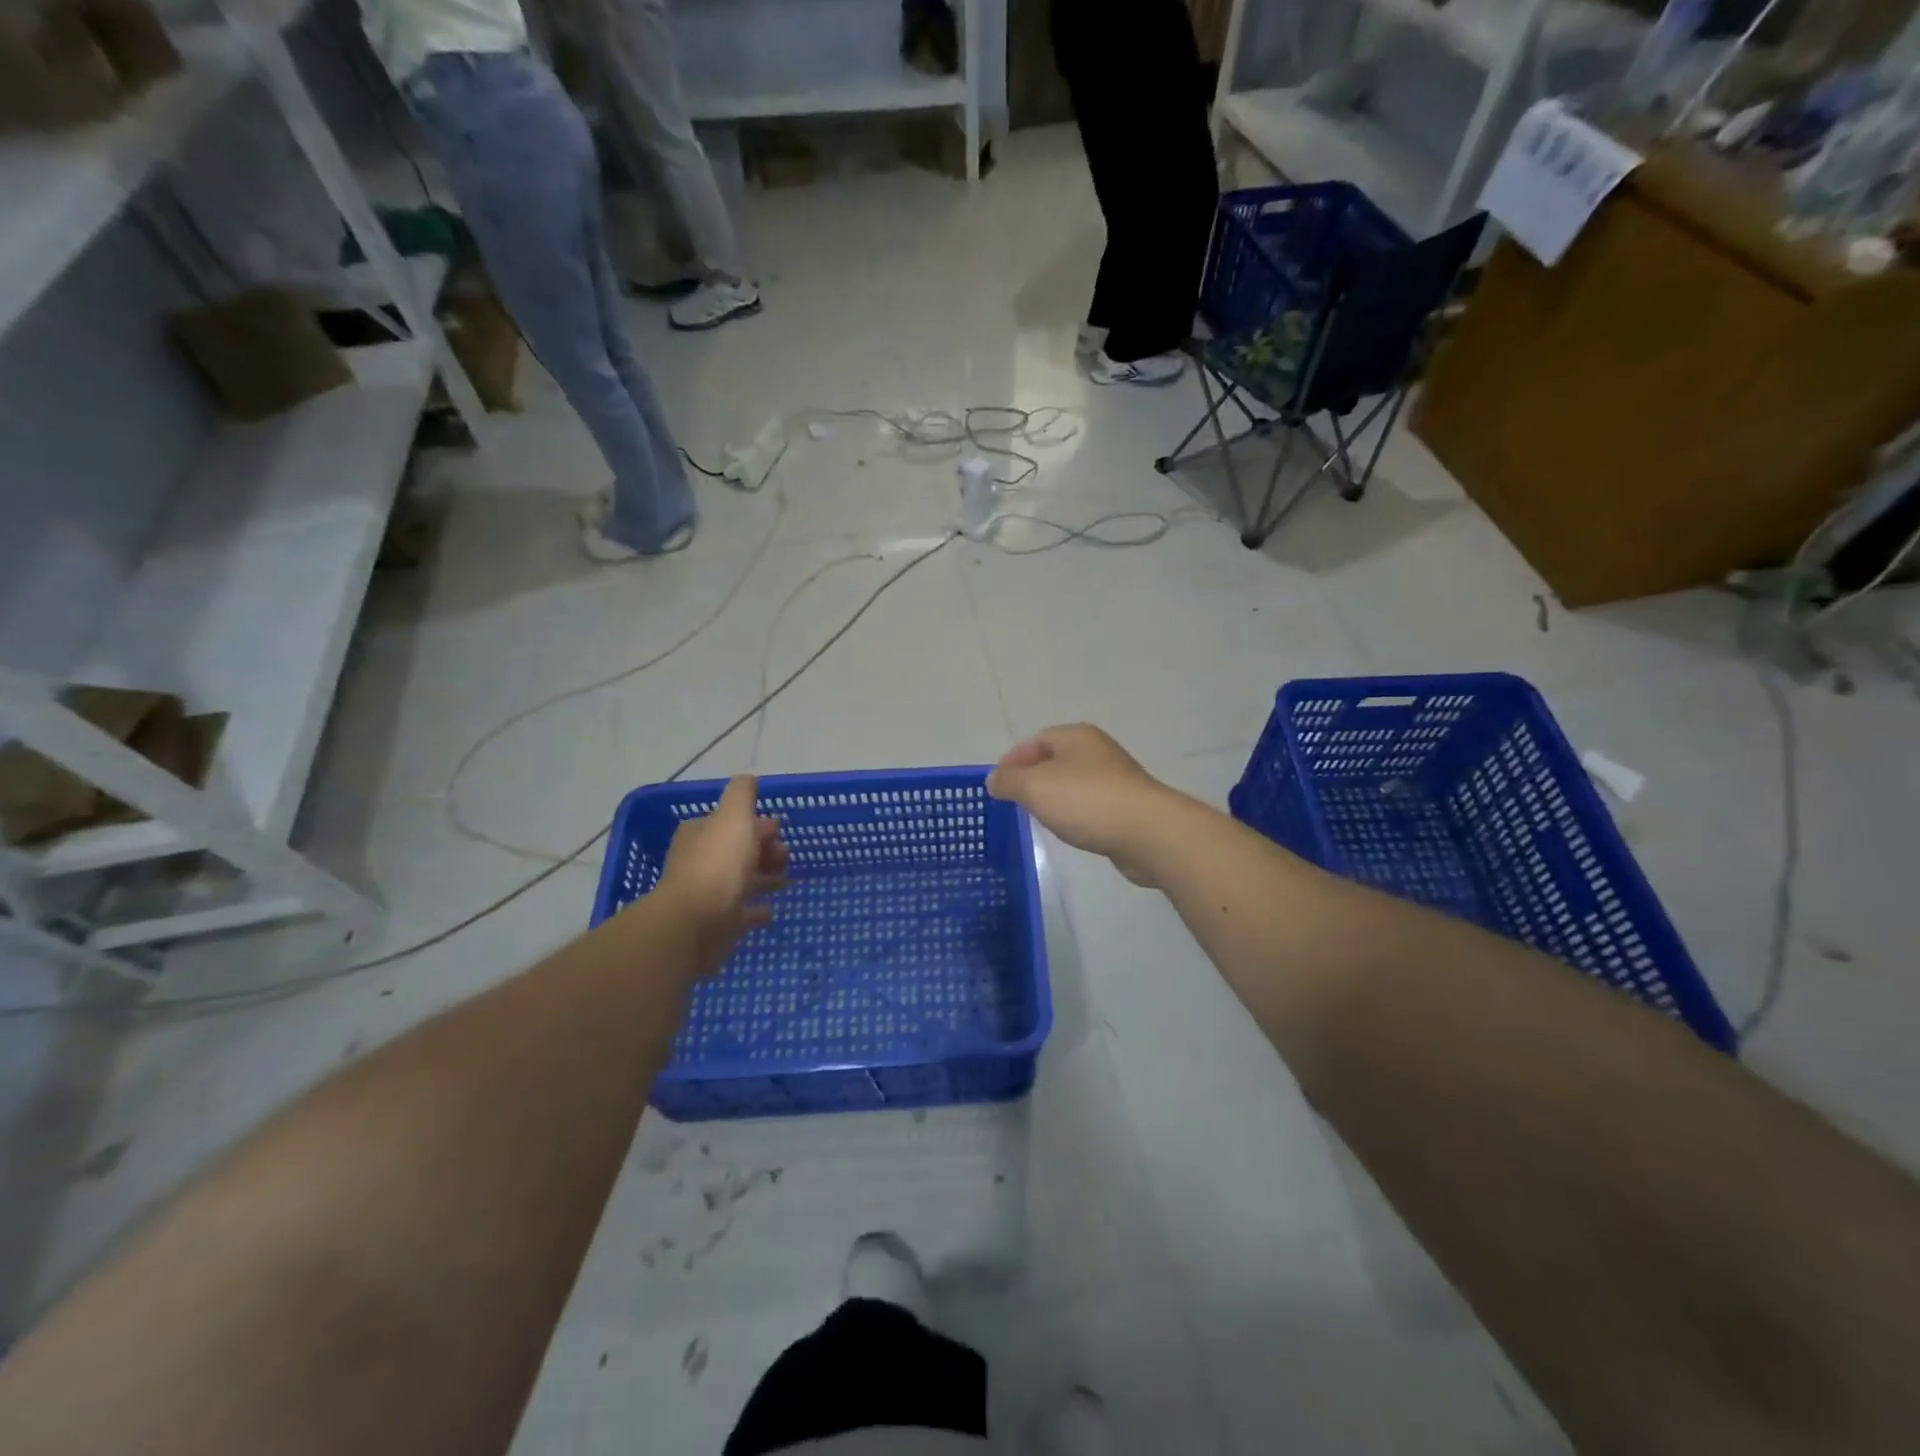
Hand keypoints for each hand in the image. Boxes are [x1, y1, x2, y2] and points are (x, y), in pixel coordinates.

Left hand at [654, 776, 788, 973]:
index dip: (757, 824)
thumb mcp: (734, 817)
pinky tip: (770, 911)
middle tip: (786, 856)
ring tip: (786, 880)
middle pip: (737, 850)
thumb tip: (749, 777)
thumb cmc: (718, 864)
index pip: (731, 822)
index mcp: (700, 833)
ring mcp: (705, 894)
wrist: (695, 923)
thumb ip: (742, 794)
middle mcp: (699, 860)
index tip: (780, 830)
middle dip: (764, 850)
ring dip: (764, 877)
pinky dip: (755, 909)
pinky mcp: (714, 923)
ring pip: (740, 880)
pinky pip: (740, 912)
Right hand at [986, 725, 1172, 885]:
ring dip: (1054, 798)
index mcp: (1075, 736)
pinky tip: (1071, 830)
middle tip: (1014, 802)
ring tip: (1039, 818)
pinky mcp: (1127, 806)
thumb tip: (994, 778)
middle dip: (1032, 779)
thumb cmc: (1086, 801)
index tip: (996, 785)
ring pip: (1073, 783)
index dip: (1012, 760)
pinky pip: (1091, 805)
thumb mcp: (1035, 788)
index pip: (1035, 740)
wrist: (1148, 833)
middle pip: (1055, 760)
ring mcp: (1115, 778)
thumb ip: (1009, 781)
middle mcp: (1097, 751)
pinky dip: (1075, 814)